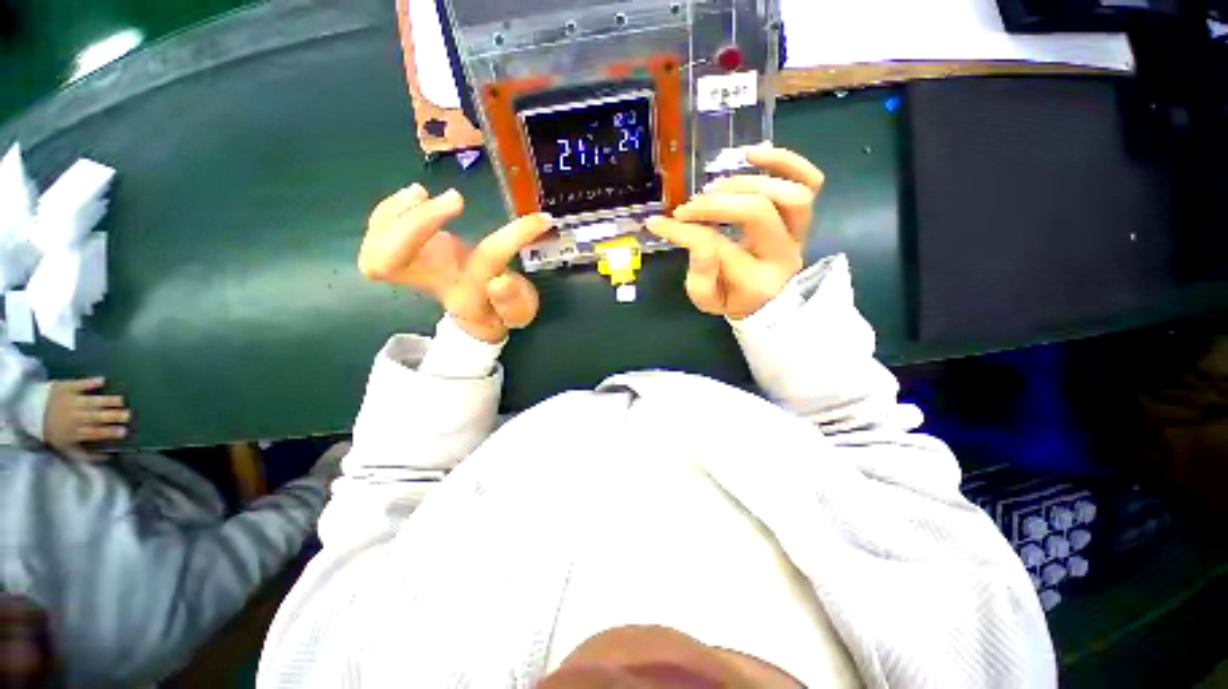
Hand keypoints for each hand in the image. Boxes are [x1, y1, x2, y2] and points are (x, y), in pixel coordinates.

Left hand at [43, 377, 129, 460]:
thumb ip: (84, 453)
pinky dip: (91, 382)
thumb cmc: (51, 430)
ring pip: (92, 401)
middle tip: (128, 415)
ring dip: (107, 400)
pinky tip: (103, 380)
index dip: (110, 432)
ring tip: (121, 400)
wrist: (28, 411)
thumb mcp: (64, 447)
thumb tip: (105, 456)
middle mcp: (75, 416)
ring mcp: (71, 400)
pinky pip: (80, 384)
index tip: (124, 431)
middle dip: (113, 415)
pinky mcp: (67, 387)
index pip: (95, 432)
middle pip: (96, 416)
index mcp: (75, 431)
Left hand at [359, 184, 552, 342]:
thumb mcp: (519, 312)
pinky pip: (376, 233)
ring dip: (396, 213)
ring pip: (374, 247)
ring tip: (423, 193)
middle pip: (389, 262)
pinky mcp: (403, 252)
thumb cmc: (499, 311)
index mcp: (467, 295)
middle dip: (416, 225)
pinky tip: (414, 196)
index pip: (484, 262)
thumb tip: (501, 281)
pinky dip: (388, 210)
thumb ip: (515, 302)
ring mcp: (413, 268)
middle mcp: (432, 282)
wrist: (474, 314)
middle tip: (457, 200)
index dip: (513, 237)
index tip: (541, 220)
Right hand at [645, 146, 824, 319]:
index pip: (716, 246)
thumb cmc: (731, 299)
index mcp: (755, 280)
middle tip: (687, 209)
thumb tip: (690, 236)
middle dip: (714, 204)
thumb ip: (698, 274)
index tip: (660, 224)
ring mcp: (800, 233)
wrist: (765, 302)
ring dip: (747, 182)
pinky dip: (785, 161)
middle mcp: (783, 254)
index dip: (683, 231)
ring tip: (714, 186)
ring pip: (789, 193)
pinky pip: (811, 181)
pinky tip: (753, 154)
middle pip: (757, 211)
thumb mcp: (706, 299)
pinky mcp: (804, 216)